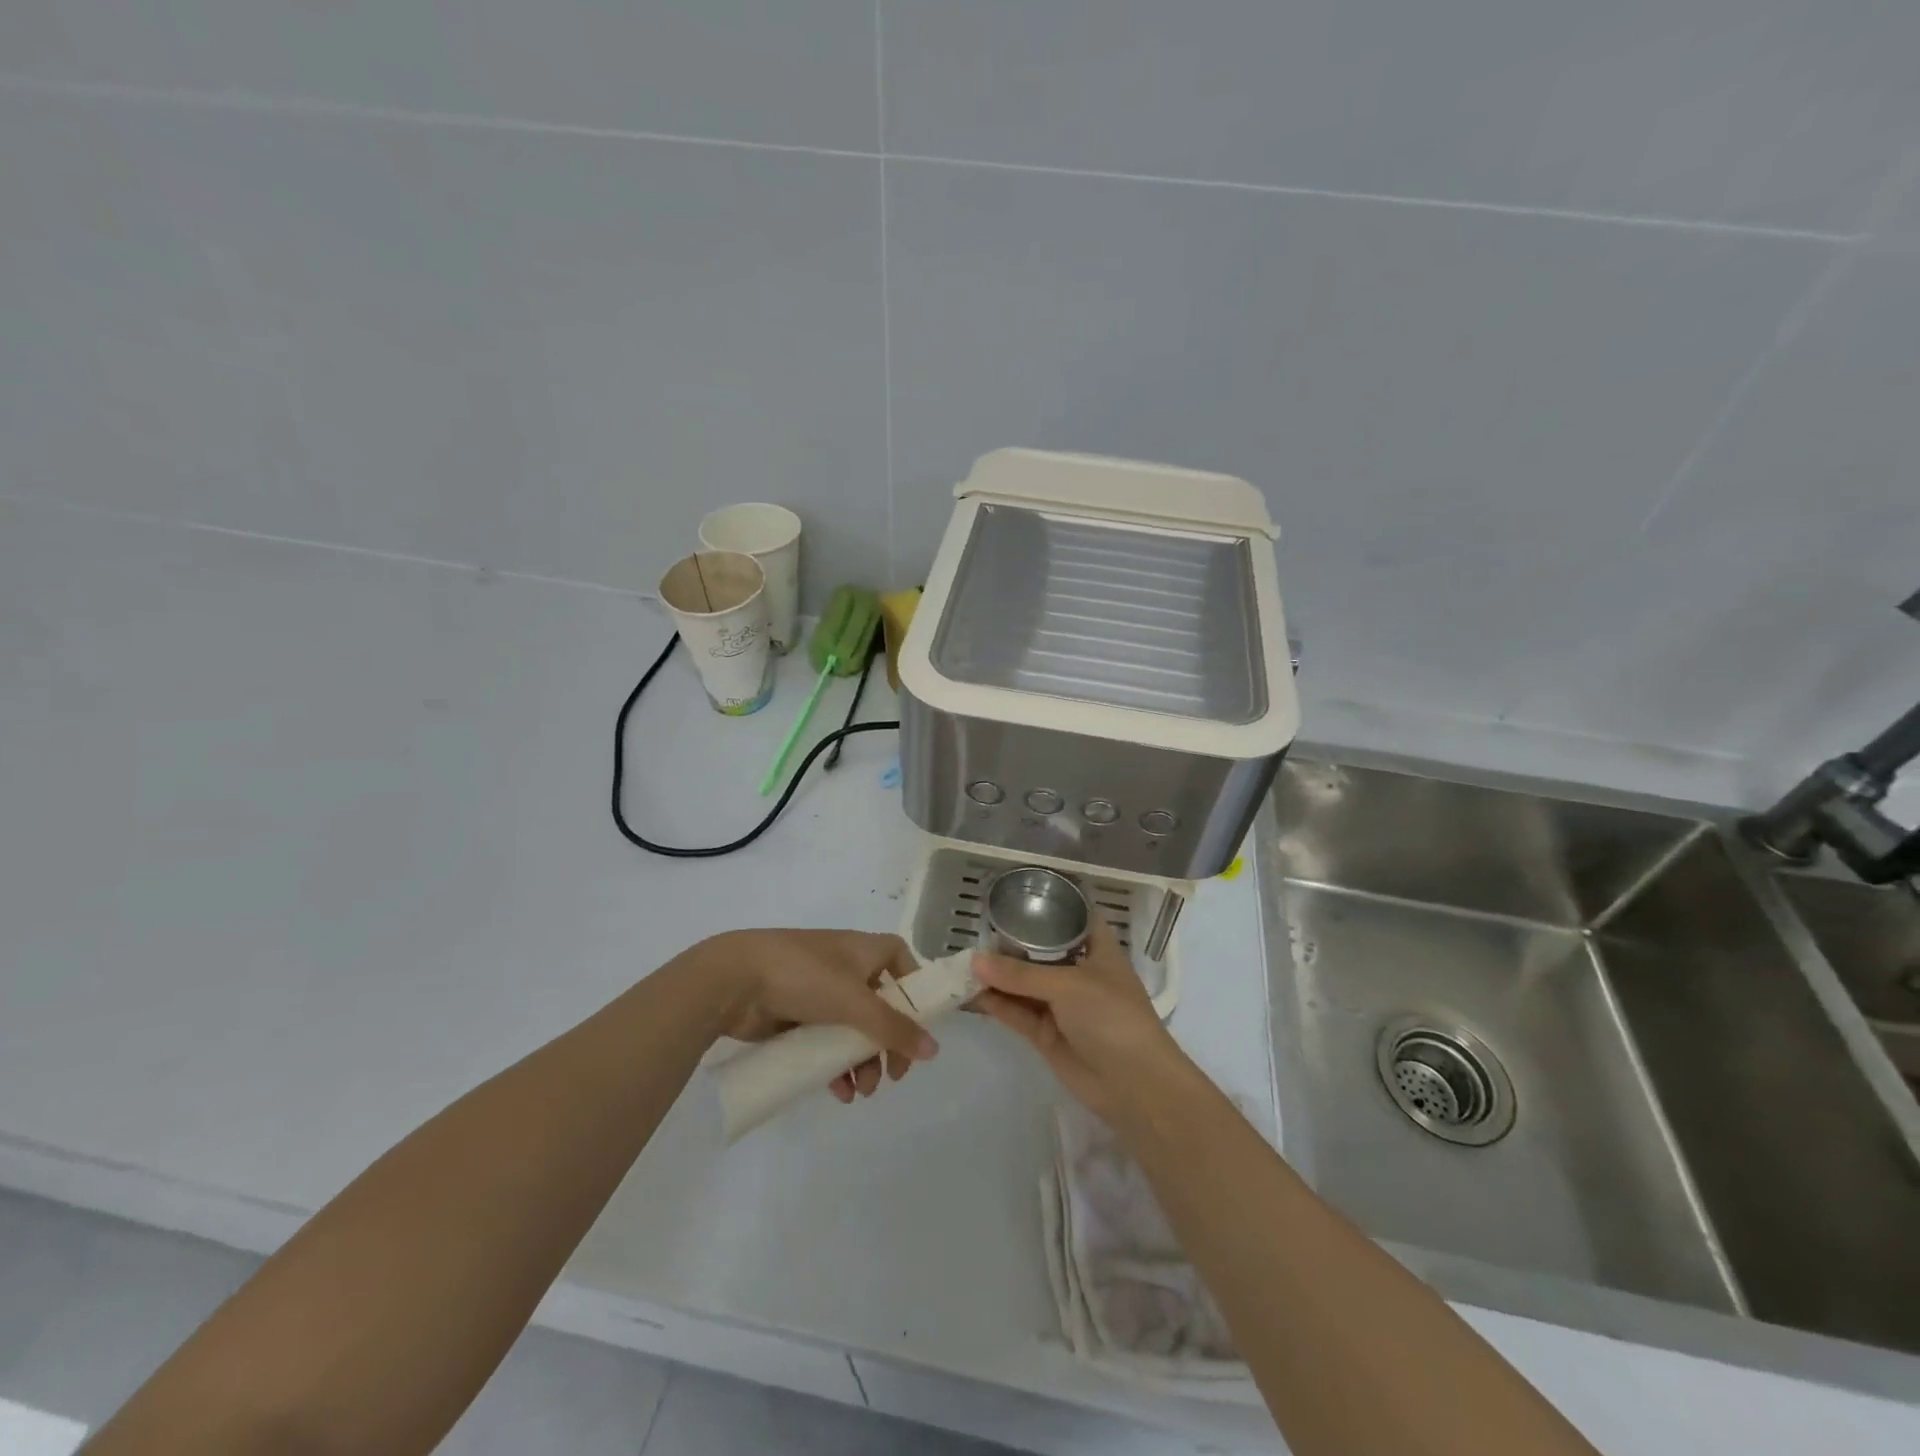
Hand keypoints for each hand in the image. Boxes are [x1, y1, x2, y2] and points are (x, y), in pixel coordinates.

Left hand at [698, 929, 936, 1101]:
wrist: (735, 979)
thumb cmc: (804, 976)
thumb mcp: (855, 1002)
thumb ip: (894, 1029)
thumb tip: (934, 1050)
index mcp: (863, 951)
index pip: (901, 960)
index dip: (913, 988)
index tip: (918, 1023)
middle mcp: (844, 967)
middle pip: (880, 1005)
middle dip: (888, 1043)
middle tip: (892, 1075)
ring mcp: (818, 992)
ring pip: (852, 1029)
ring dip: (862, 1062)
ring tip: (861, 1092)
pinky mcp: (795, 1015)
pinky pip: (825, 1043)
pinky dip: (835, 1066)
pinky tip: (838, 1092)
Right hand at [971, 917, 1183, 1119]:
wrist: (1134, 1085)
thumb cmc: (1111, 1016)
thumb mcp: (1067, 985)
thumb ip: (1020, 974)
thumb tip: (974, 961)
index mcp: (1097, 949)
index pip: (1073, 918)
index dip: (1049, 907)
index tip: (1016, 897)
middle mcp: (1079, 972)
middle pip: (1040, 952)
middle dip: (1011, 945)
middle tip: (974, 932)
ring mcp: (1062, 1005)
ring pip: (1024, 984)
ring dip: (997, 977)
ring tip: (961, 965)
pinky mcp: (1047, 1033)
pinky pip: (1017, 1012)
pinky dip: (996, 1004)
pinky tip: (969, 994)